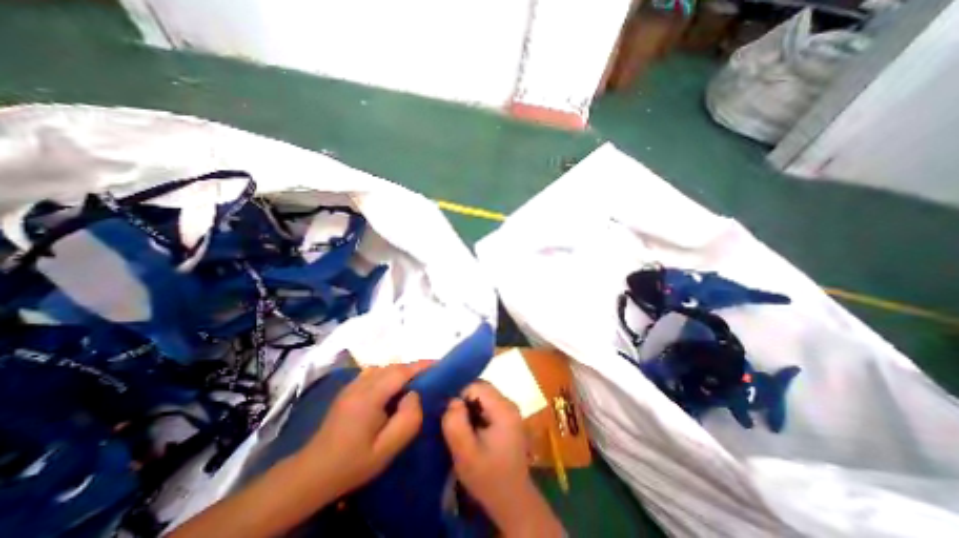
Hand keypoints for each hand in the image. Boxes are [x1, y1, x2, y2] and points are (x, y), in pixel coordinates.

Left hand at [298, 362, 430, 500]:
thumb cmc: (352, 462)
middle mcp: (360, 384)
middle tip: (431, 376)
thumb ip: (408, 419)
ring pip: (383, 368)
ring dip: (401, 371)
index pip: (400, 371)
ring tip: (414, 383)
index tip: (439, 364)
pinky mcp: (348, 390)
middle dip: (413, 367)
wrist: (312, 473)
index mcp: (369, 396)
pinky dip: (389, 375)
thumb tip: (414, 395)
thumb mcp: (387, 449)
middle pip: (393, 367)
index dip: (421, 365)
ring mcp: (352, 385)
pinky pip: (374, 373)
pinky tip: (392, 389)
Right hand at [443, 383, 564, 537]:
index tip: (450, 416)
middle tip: (454, 422)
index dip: (460, 397)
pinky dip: (477, 413)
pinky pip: (488, 405)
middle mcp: (510, 404)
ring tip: (462, 427)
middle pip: (481, 389)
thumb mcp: (465, 454)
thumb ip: (455, 424)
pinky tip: (472, 431)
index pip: (476, 386)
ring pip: (484, 396)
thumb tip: (452, 401)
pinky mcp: (509, 419)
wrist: (513, 502)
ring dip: (470, 407)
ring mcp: (511, 411)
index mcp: (503, 409)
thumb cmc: (488, 478)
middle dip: (465, 401)